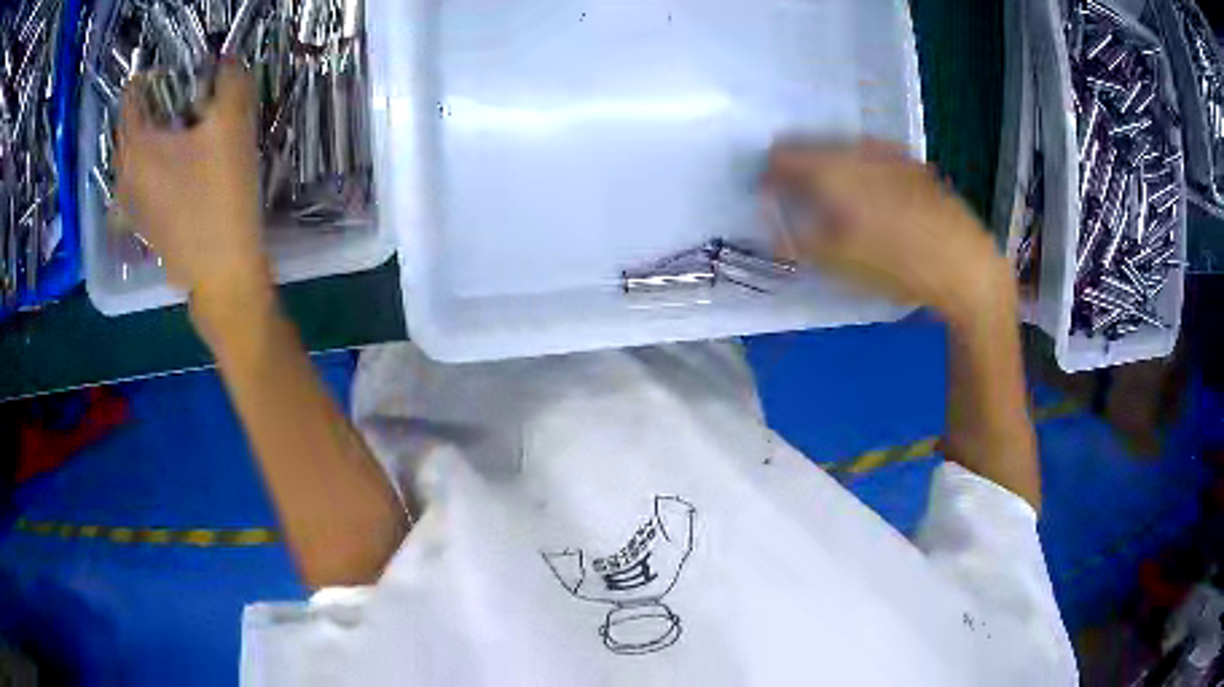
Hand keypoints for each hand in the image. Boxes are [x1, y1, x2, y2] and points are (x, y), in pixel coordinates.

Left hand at [116, 60, 270, 328]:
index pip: (132, 97)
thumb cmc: (220, 199)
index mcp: (137, 147)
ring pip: (133, 156)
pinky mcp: (142, 224)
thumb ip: (230, 81)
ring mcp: (130, 205)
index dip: (153, 77)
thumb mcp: (233, 126)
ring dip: (151, 136)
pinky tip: (175, 168)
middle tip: (182, 98)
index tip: (179, 72)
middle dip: (151, 106)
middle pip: (129, 127)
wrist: (222, 275)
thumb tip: (226, 62)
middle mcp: (124, 175)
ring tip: (180, 131)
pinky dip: (151, 165)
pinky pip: (138, 181)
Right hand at [764, 140, 1014, 325]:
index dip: (770, 178)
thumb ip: (796, 239)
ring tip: (838, 207)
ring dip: (831, 171)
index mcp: (834, 167)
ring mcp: (890, 153)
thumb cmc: (898, 266)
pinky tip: (874, 204)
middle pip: (812, 147)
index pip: (782, 156)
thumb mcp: (839, 262)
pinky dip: (860, 174)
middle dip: (800, 172)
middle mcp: (859, 149)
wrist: (966, 266)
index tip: (772, 203)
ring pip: (844, 151)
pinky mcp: (914, 164)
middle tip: (803, 207)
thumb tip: (771, 227)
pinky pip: (872, 158)